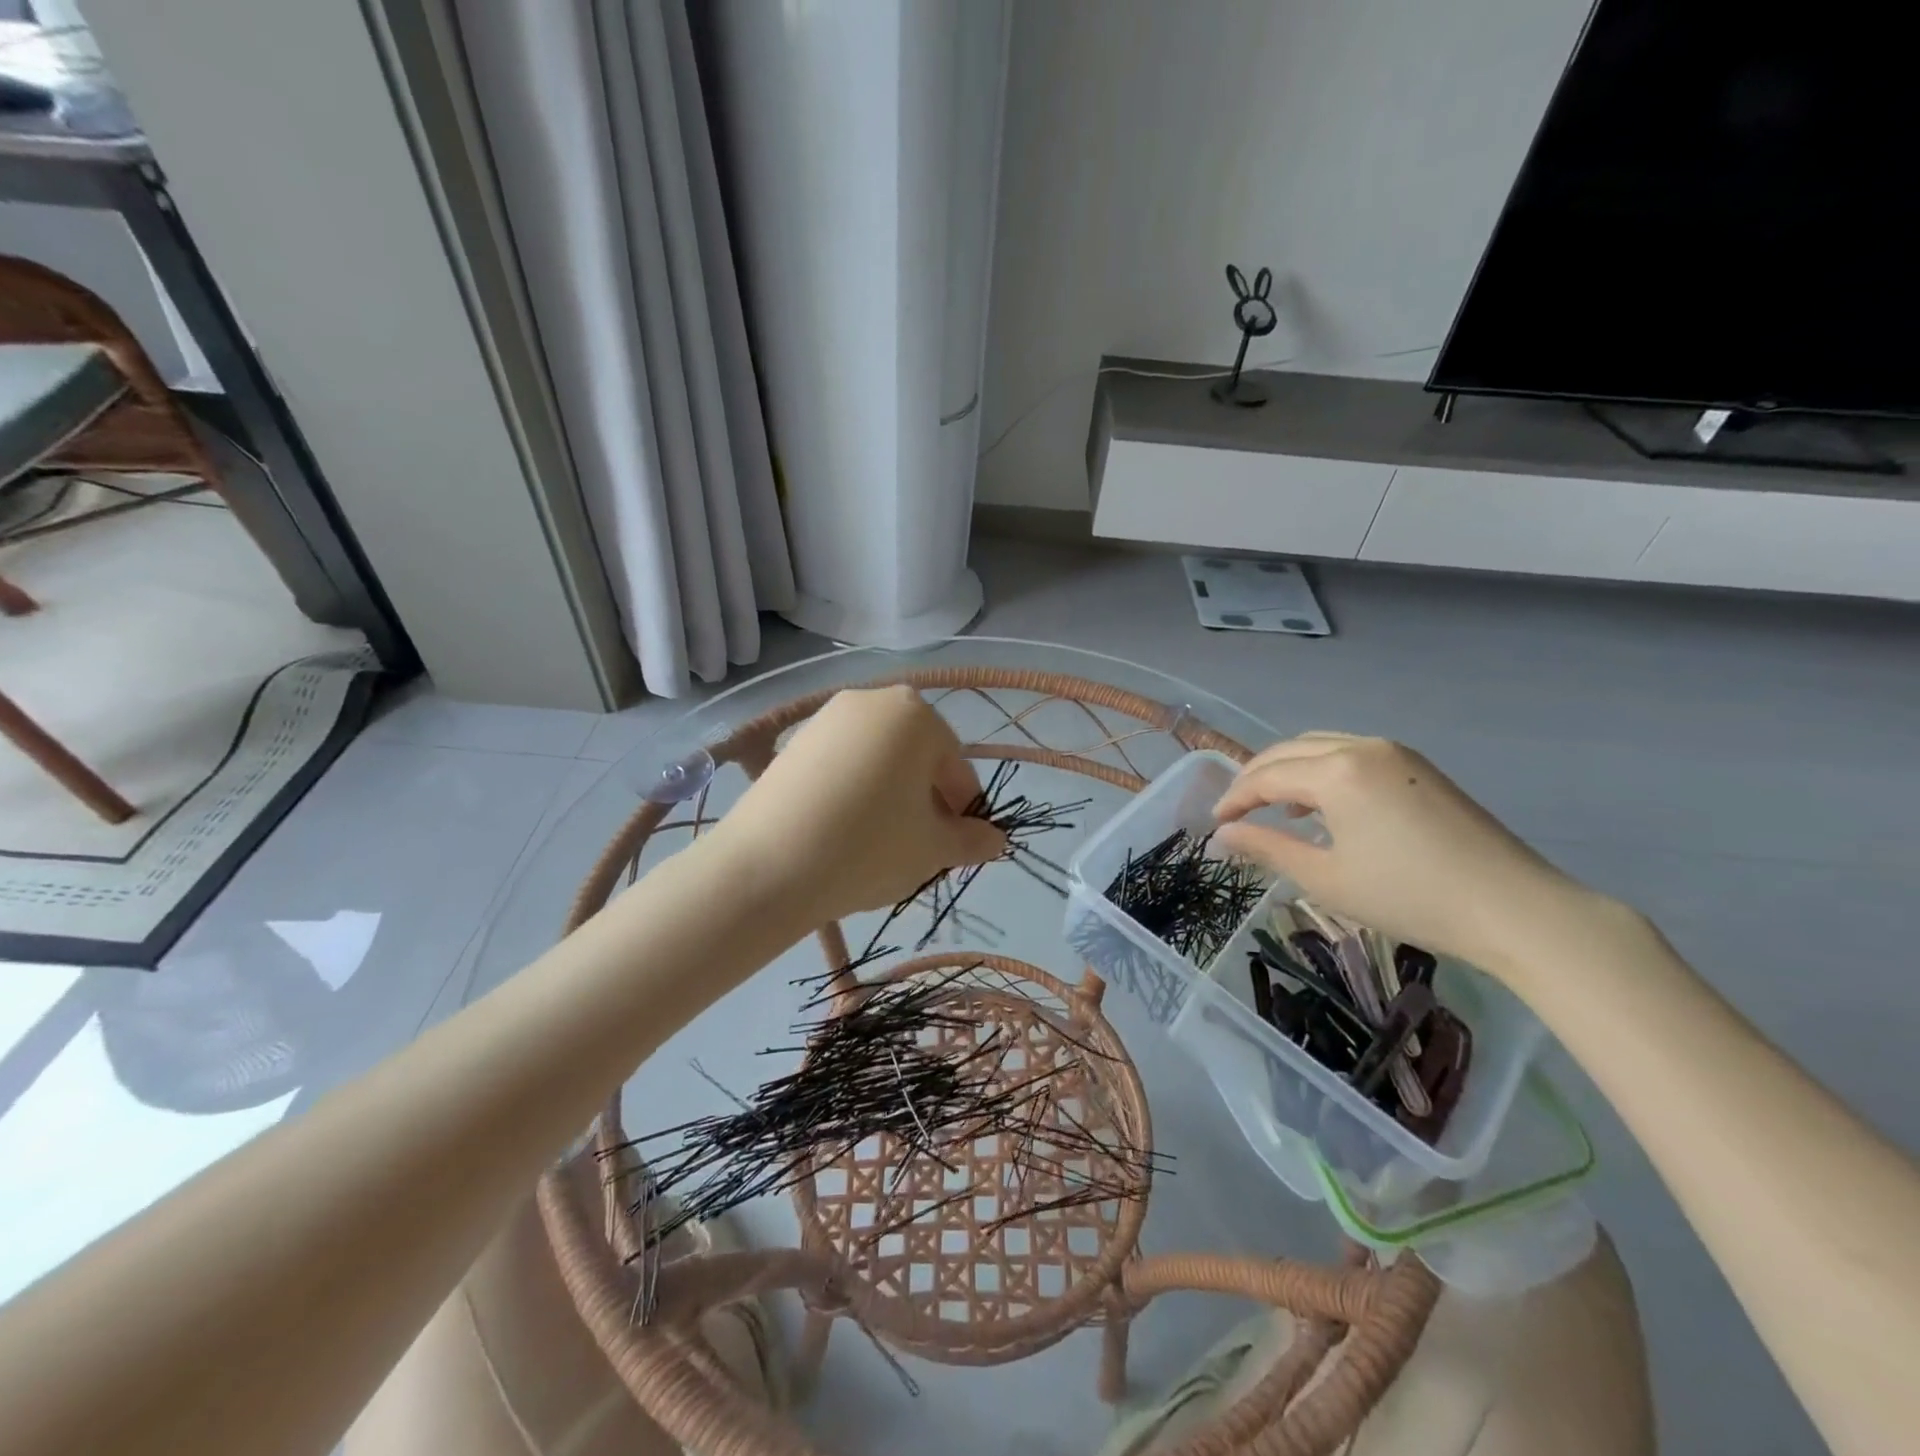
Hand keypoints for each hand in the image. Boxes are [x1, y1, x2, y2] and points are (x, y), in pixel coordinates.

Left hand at [706, 685, 1006, 924]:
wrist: (765, 867)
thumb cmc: (867, 847)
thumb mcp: (933, 849)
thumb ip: (972, 840)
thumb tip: (995, 840)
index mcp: (915, 714)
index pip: (956, 767)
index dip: (964, 811)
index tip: (960, 848)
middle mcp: (871, 701)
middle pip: (916, 757)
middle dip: (927, 801)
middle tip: (922, 847)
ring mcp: (826, 718)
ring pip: (878, 759)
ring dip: (891, 796)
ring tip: (882, 843)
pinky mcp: (792, 743)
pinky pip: (842, 764)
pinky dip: (854, 791)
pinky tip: (844, 831)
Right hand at [1211, 732, 1592, 975]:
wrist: (1514, 908)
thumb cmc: (1410, 896)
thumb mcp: (1327, 878)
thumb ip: (1268, 848)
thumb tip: (1223, 836)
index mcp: (1337, 772)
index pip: (1267, 776)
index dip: (1235, 798)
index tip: (1216, 824)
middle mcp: (1363, 747)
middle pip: (1290, 750)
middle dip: (1256, 777)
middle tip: (1236, 812)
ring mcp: (1395, 753)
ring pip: (1321, 746)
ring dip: (1289, 769)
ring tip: (1275, 807)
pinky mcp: (1418, 767)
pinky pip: (1352, 754)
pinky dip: (1323, 770)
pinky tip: (1324, 806)